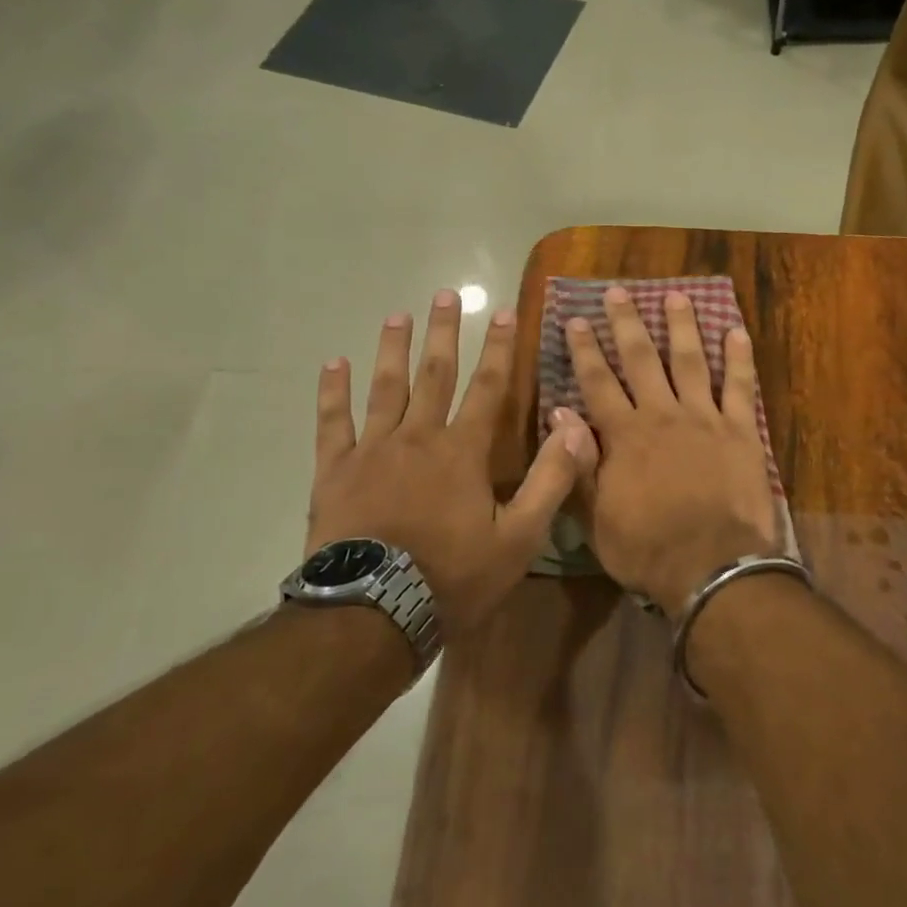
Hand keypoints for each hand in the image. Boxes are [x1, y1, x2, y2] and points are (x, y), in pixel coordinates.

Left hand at [308, 290, 596, 633]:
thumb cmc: (453, 576)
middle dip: (444, 333)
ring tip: (397, 315)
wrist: (374, 612)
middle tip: (446, 294)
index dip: (499, 348)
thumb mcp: (519, 537)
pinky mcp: (336, 471)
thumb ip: (550, 480)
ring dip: (393, 349)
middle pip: (434, 374)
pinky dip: (333, 392)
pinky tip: (334, 364)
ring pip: (385, 388)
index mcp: (463, 451)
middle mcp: (419, 437)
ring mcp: (373, 450)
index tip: (504, 312)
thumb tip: (574, 427)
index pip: (488, 387)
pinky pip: (333, 422)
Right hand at [564, 287, 779, 614]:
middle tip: (618, 292)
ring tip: (677, 295)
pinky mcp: (741, 431)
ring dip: (682, 326)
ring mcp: (704, 418)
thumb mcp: (596, 516)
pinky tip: (736, 331)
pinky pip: (741, 387)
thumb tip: (560, 413)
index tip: (577, 319)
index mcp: (624, 435)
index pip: (598, 382)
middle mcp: (662, 415)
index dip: (586, 349)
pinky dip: (739, 358)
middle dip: (627, 323)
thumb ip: (579, 463)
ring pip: (690, 361)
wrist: (711, 566)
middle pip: (641, 359)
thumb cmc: (647, 548)